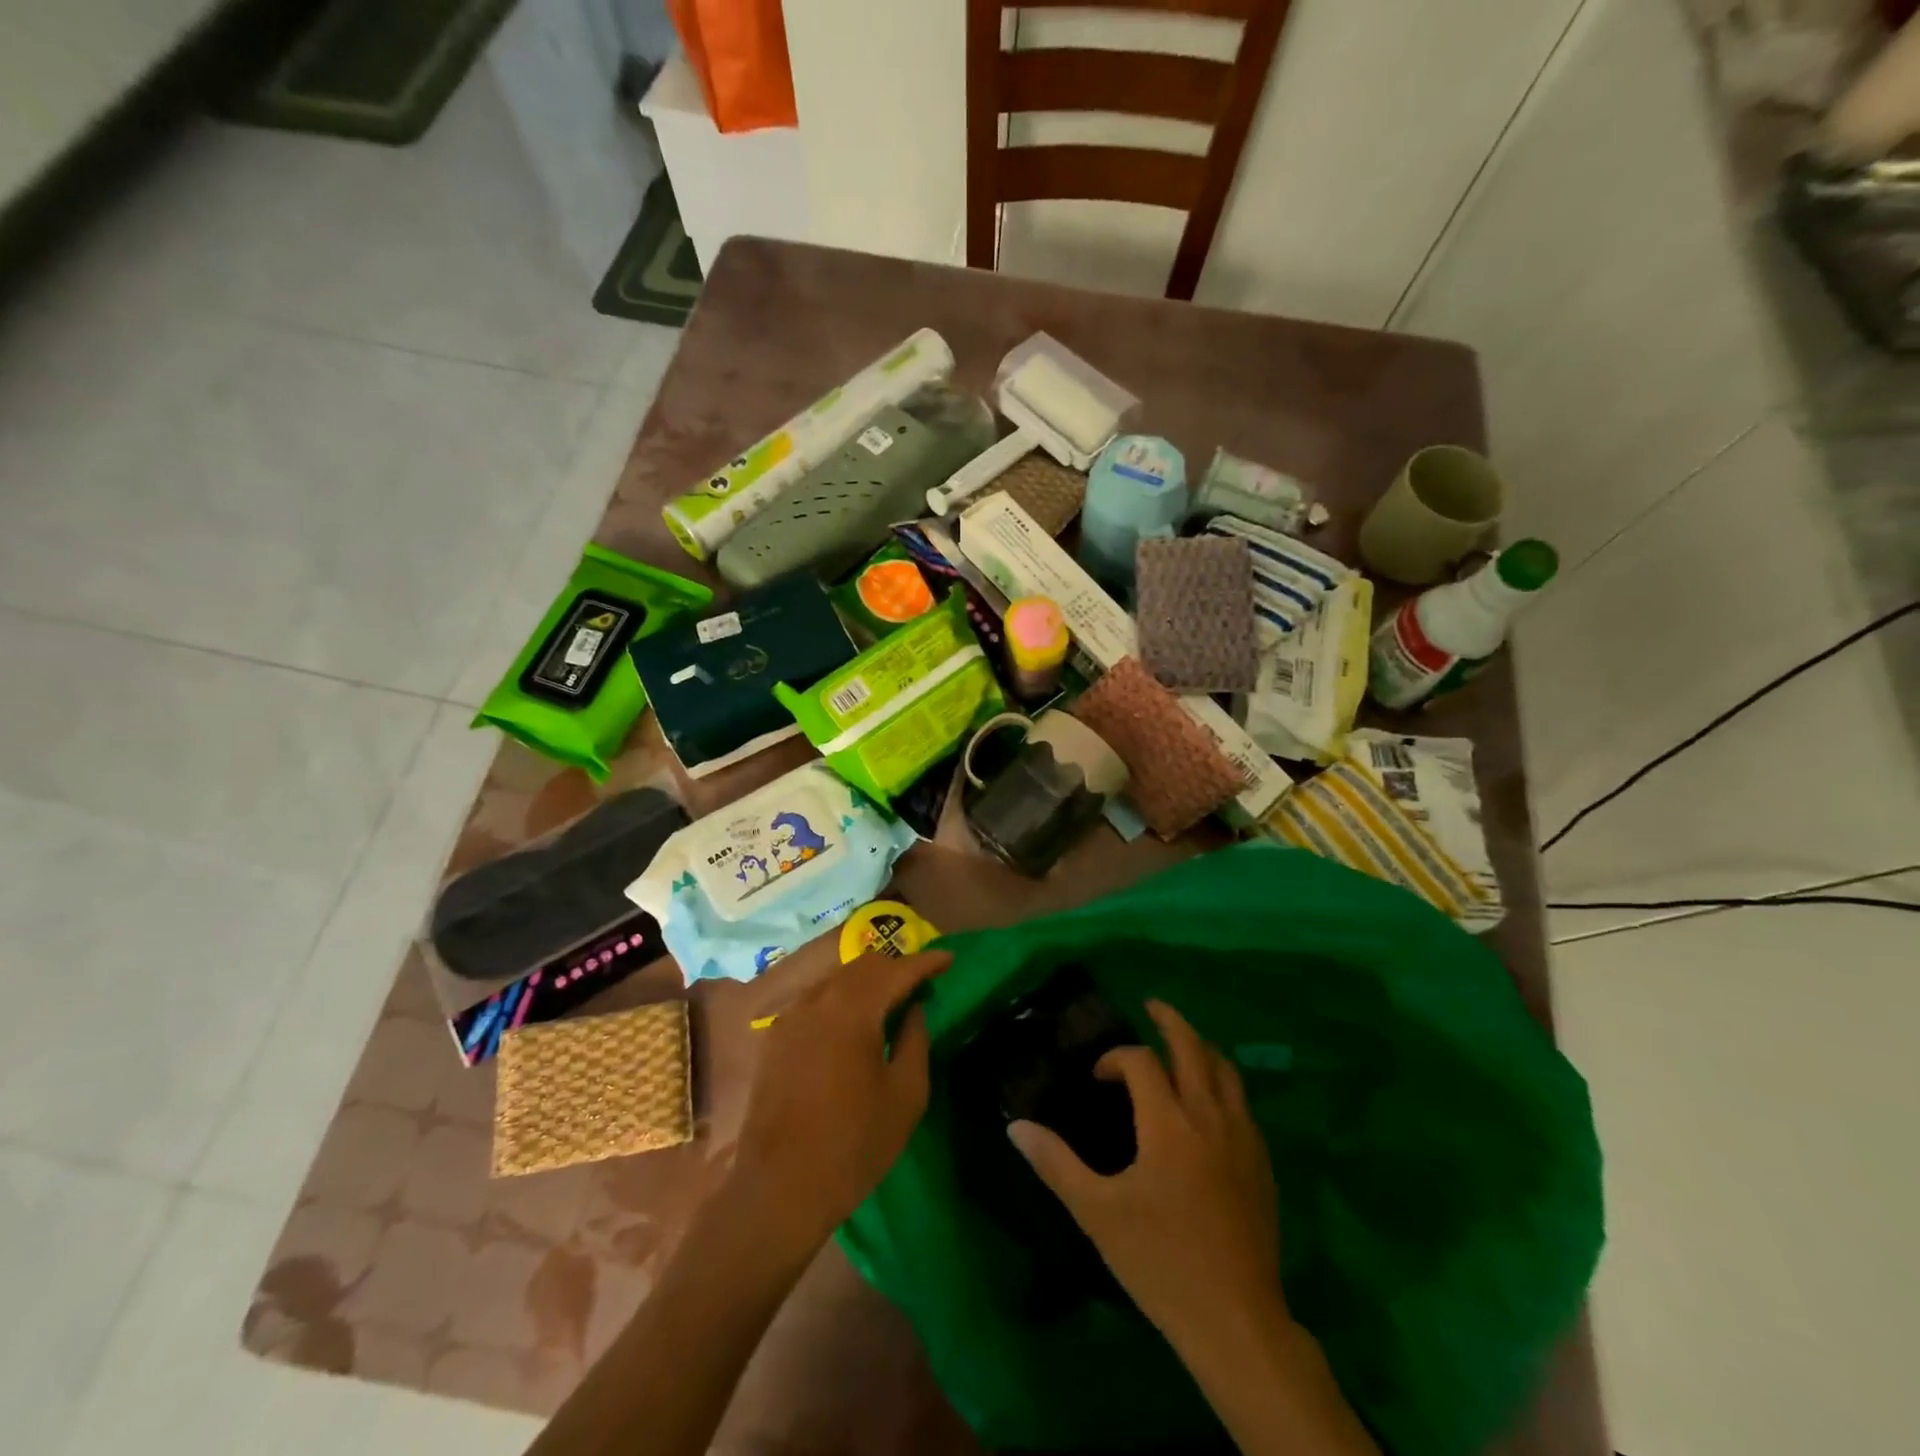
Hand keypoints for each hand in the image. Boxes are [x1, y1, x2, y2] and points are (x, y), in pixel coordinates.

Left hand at [729, 949, 950, 1252]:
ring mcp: (792, 1016)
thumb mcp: (905, 1095)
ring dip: (868, 981)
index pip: (897, 969)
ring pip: (837, 978)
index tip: (949, 960)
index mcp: (854, 1009)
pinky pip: (816, 998)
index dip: (926, 962)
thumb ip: (915, 1040)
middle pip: (864, 965)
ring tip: (891, 1000)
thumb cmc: (854, 1144)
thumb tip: (914, 1008)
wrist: (779, 1188)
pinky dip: (842, 997)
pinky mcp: (776, 1036)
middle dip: (896, 967)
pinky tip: (853, 1021)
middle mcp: (819, 999)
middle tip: (922, 983)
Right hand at [1007, 999, 1281, 1341]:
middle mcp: (1209, 1117)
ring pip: (1226, 1070)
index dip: (1115, 1058)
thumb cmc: (1160, 1263)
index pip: (1141, 1062)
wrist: (1236, 1322)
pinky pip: (1243, 1103)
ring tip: (1182, 1044)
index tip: (1097, 1078)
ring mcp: (1243, 1138)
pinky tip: (1210, 1101)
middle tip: (1152, 1006)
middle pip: (1193, 1047)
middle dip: (1170, 1021)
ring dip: (1201, 1048)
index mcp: (1168, 1124)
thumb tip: (1016, 1126)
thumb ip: (1056, 1163)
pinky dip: (1223, 1083)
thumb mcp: (1097, 1214)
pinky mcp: (1262, 1163)